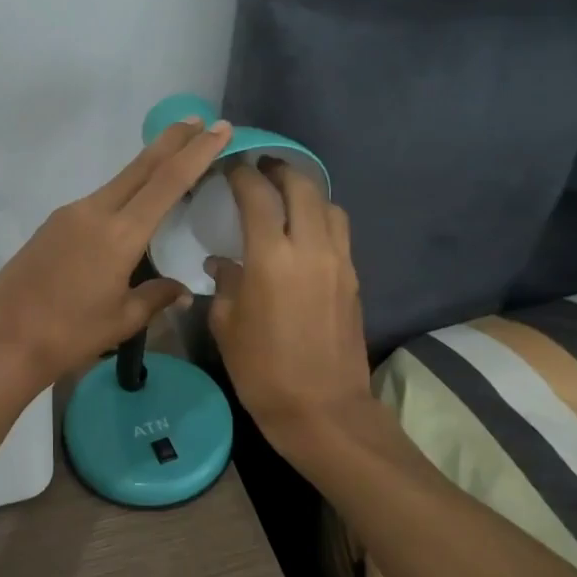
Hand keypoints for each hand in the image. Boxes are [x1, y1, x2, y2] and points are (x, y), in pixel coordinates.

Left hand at [0, 117, 233, 393]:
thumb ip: (156, 297)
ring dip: (147, 167)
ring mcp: (69, 215)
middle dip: (172, 142)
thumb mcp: (122, 319)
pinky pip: (97, 201)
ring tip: (172, 160)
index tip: (219, 128)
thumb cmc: (69, 334)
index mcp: (120, 234)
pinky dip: (123, 193)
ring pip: (118, 182)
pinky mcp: (52, 225)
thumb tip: (182, 291)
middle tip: (198, 121)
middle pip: (141, 167)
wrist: (4, 339)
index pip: (168, 182)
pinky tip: (130, 207)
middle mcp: (94, 212)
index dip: (197, 152)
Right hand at [206, 160, 375, 451]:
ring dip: (306, 192)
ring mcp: (339, 262)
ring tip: (285, 197)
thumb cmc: (263, 370)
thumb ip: (224, 284)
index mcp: (272, 257)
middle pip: (303, 186)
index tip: (229, 167)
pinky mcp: (353, 279)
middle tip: (260, 168)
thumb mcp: (227, 326)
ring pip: (329, 206)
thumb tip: (222, 263)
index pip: (258, 195)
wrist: (322, 410)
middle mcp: (311, 248)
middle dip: (280, 169)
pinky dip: (321, 219)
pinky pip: (339, 233)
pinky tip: (303, 233)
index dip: (242, 174)